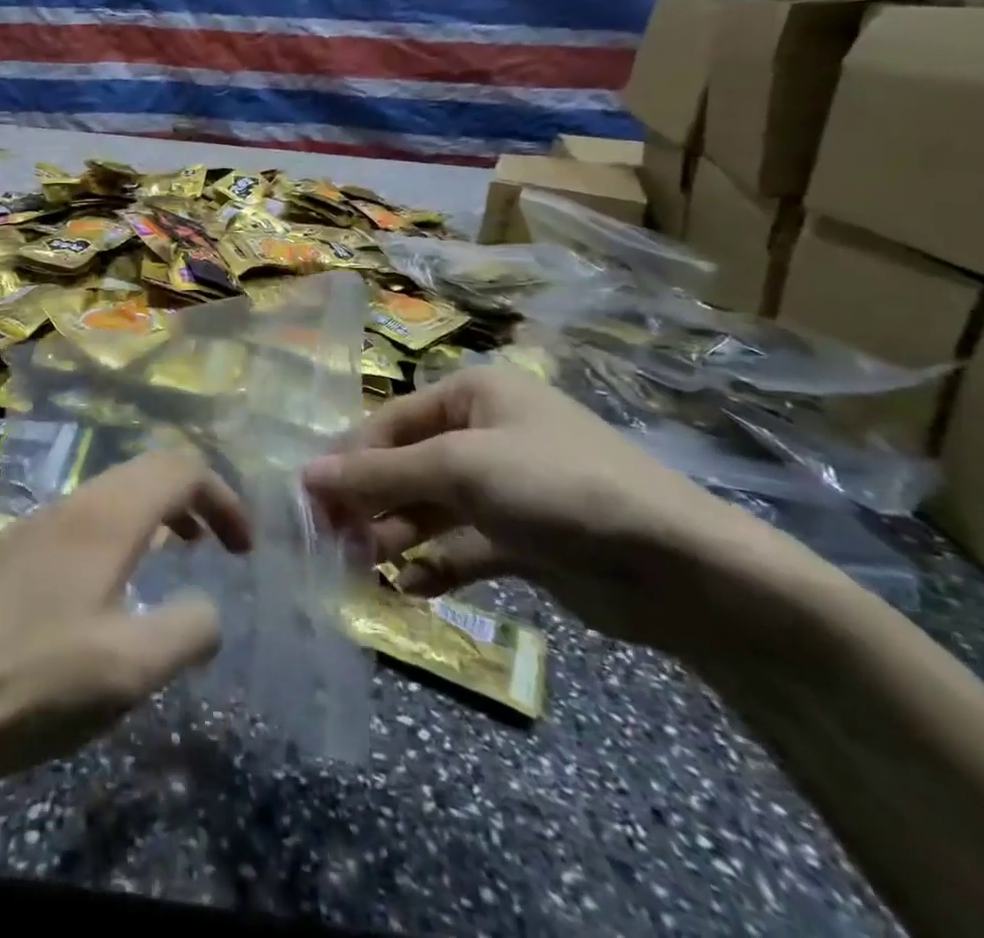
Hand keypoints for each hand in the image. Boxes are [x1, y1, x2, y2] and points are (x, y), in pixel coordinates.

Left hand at [0, 446, 250, 778]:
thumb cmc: (35, 680)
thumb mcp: (130, 669)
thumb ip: (188, 630)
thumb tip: (209, 609)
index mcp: (107, 517)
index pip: (181, 470)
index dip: (224, 498)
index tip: (244, 548)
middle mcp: (75, 503)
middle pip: (149, 471)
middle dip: (195, 499)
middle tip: (218, 547)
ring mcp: (40, 522)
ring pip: (115, 492)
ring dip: (157, 513)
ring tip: (177, 556)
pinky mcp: (17, 548)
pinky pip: (87, 517)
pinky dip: (123, 530)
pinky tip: (114, 585)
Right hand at [303, 364, 809, 657]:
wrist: (679, 567)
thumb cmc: (556, 487)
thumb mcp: (460, 469)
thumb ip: (380, 474)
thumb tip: (304, 475)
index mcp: (473, 394)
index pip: (390, 422)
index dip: (349, 460)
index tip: (309, 502)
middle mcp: (486, 432)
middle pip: (407, 466)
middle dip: (370, 504)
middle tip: (331, 545)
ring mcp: (506, 487)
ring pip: (431, 509)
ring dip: (396, 537)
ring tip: (362, 571)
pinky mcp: (523, 538)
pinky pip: (462, 547)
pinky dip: (434, 566)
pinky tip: (407, 588)